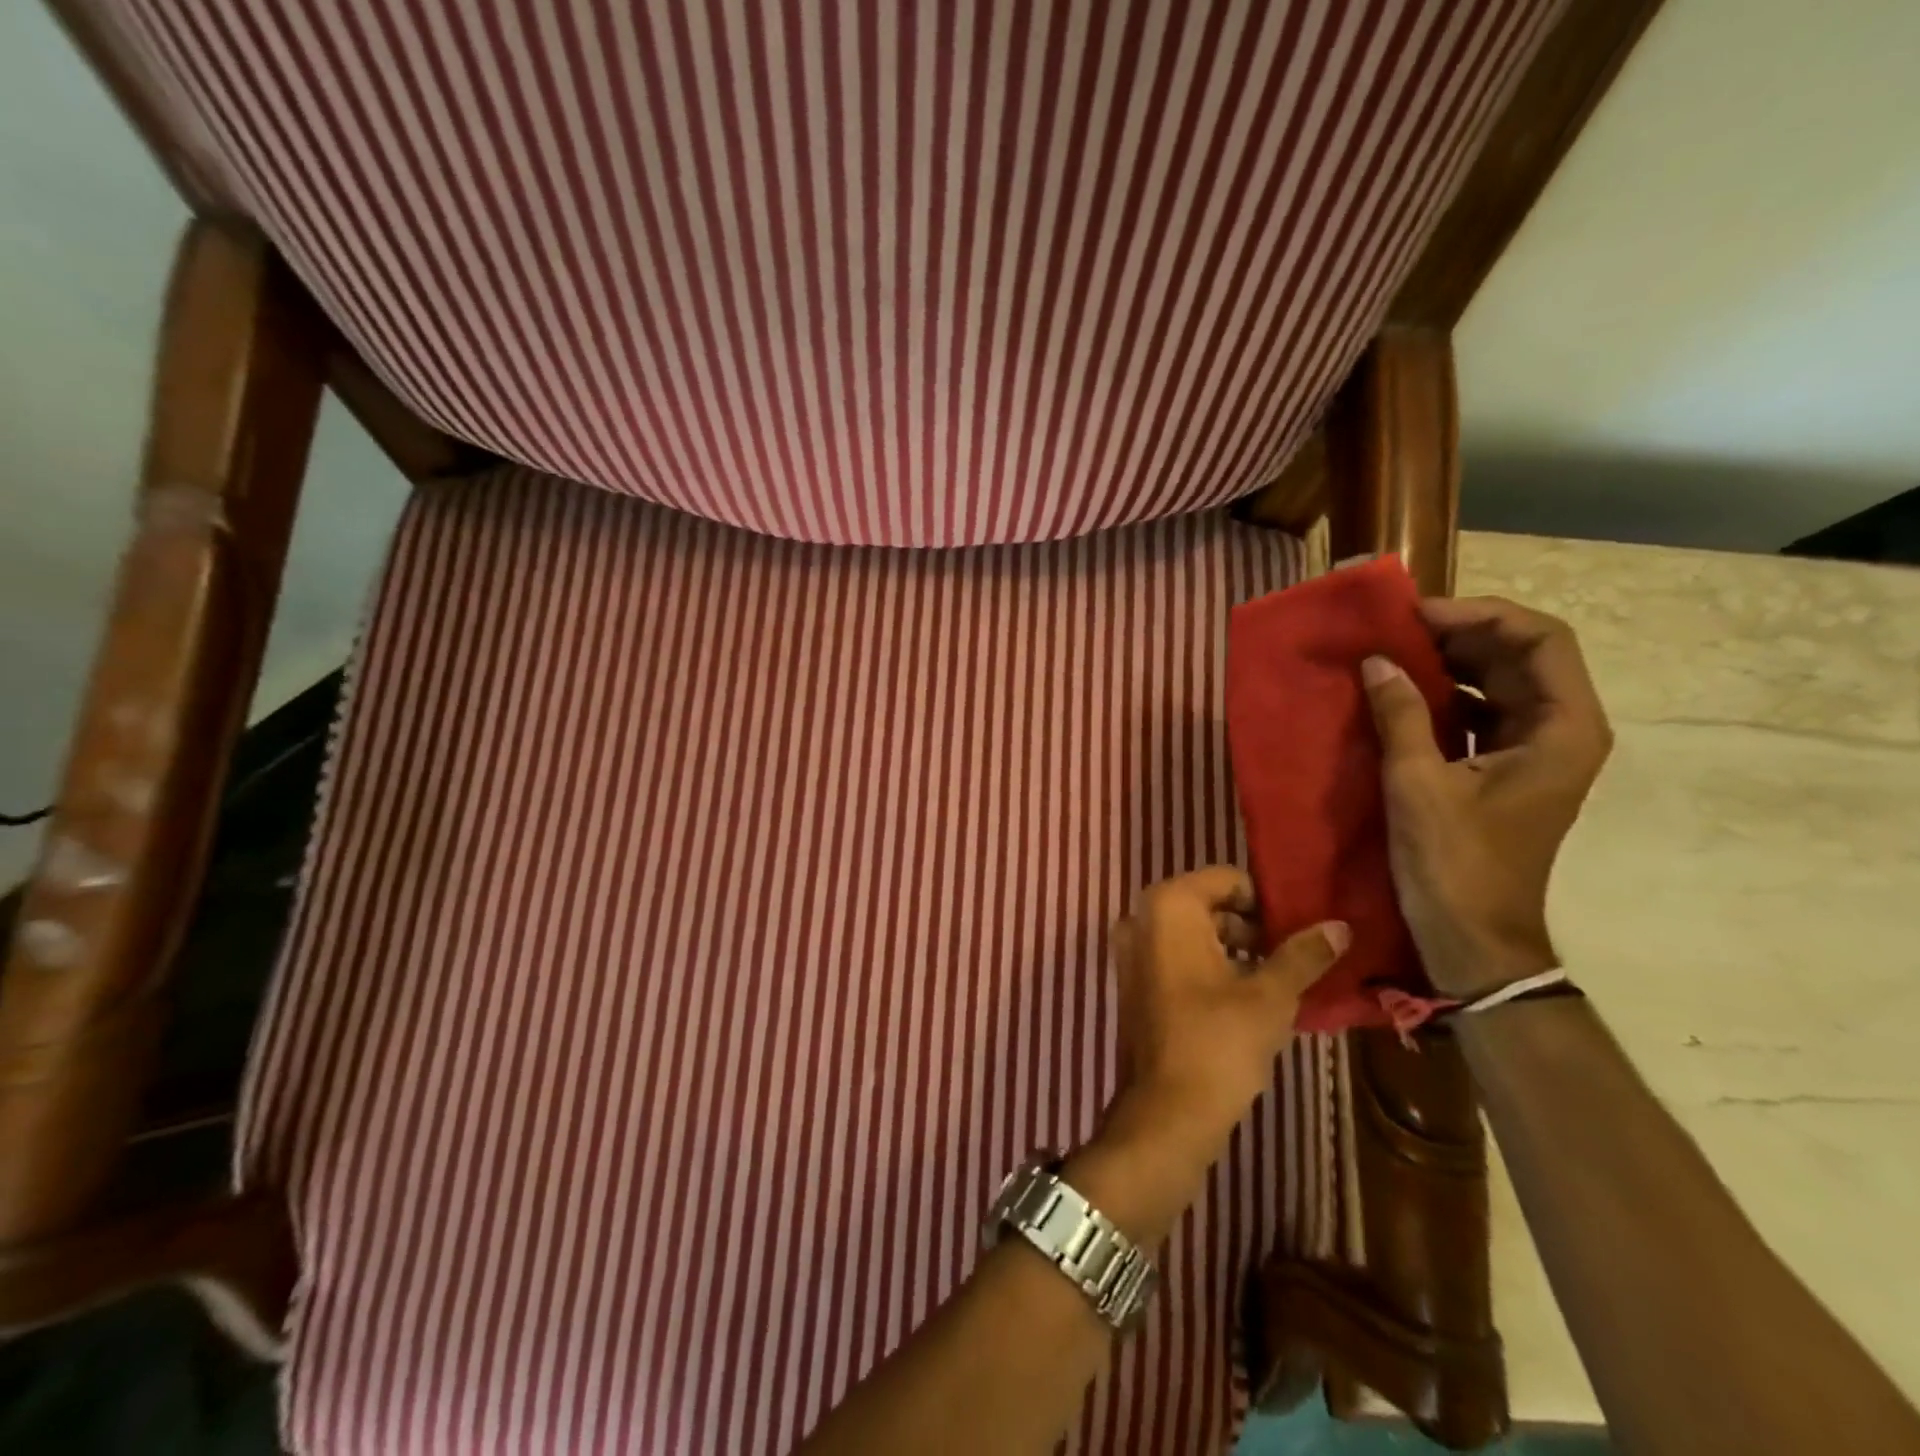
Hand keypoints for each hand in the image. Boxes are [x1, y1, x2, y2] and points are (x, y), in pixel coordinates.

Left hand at [1103, 867, 1347, 1161]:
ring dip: (1234, 947)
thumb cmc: (1219, 1042)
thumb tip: (1340, 925)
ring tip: (1278, 978)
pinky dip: (1209, 965)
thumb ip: (1303, 954)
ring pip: (1194, 932)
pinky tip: (1246, 995)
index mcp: (1168, 905)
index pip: (1226, 879)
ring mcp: (1131, 950)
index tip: (1298, 929)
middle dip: (1252, 926)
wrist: (1166, 1111)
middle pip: (1208, 904)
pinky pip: (1177, 956)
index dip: (1266, 901)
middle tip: (1294, 956)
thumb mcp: (1270, 995)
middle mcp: (1141, 917)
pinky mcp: (1133, 981)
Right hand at [1362, 596, 1612, 996]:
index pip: (1539, 639)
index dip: (1479, 615)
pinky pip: (1482, 713)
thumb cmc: (1455, 864)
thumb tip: (1376, 661)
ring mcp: (1536, 752)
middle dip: (1459, 635)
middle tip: (1393, 632)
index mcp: (1563, 729)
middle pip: (1521, 655)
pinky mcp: (1506, 770)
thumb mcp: (1419, 785)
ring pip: (1501, 682)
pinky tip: (1400, 696)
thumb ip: (1401, 716)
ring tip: (1391, 656)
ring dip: (1450, 663)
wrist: (1474, 940)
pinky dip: (1445, 696)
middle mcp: (1562, 731)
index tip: (1415, 616)